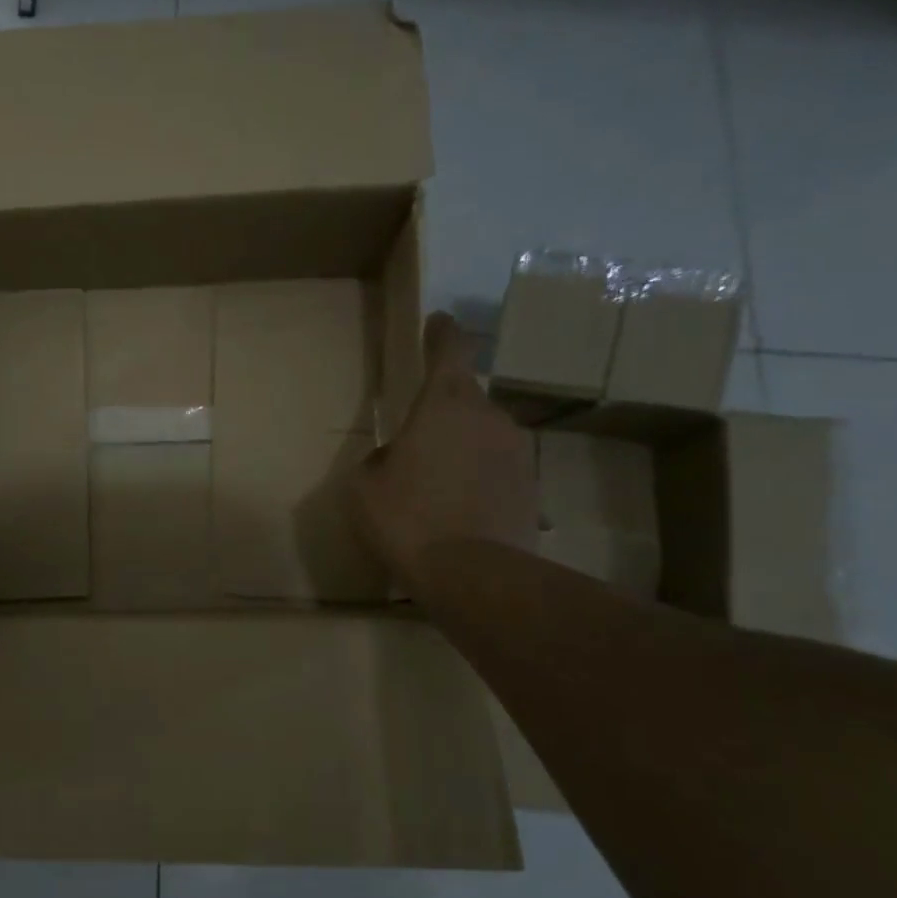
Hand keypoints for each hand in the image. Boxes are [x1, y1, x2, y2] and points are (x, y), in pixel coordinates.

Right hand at [351, 312, 537, 579]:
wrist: (474, 575)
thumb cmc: (407, 519)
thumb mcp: (364, 487)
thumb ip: (378, 460)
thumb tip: (393, 460)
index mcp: (445, 404)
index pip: (450, 349)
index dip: (442, 333)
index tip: (438, 322)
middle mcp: (489, 417)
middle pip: (466, 399)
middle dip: (442, 413)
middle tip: (415, 444)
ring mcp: (518, 452)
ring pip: (483, 436)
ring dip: (462, 450)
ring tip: (436, 487)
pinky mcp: (533, 487)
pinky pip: (497, 471)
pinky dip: (479, 481)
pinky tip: (458, 513)